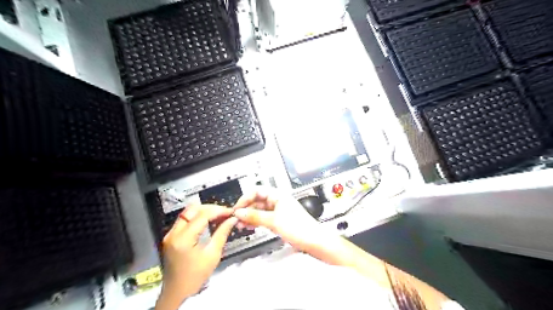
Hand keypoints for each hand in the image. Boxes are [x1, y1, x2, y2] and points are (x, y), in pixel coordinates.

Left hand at [154, 204, 236, 308]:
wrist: (177, 292)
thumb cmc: (196, 276)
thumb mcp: (213, 255)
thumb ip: (222, 233)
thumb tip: (232, 219)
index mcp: (184, 239)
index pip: (202, 215)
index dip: (218, 211)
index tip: (231, 212)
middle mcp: (173, 232)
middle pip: (193, 209)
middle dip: (210, 208)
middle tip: (224, 213)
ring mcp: (170, 234)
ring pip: (187, 212)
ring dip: (203, 211)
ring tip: (218, 216)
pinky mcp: (170, 236)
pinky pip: (184, 219)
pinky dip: (197, 217)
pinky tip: (208, 221)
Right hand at [231, 189, 324, 251]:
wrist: (314, 241)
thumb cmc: (299, 228)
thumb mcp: (273, 221)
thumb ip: (255, 216)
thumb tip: (239, 212)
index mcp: (278, 195)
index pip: (257, 191)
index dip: (245, 198)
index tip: (237, 209)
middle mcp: (277, 201)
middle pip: (257, 200)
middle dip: (246, 208)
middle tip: (236, 218)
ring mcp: (278, 211)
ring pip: (260, 210)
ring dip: (249, 216)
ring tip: (240, 225)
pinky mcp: (279, 221)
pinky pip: (264, 218)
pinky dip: (256, 221)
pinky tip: (249, 226)